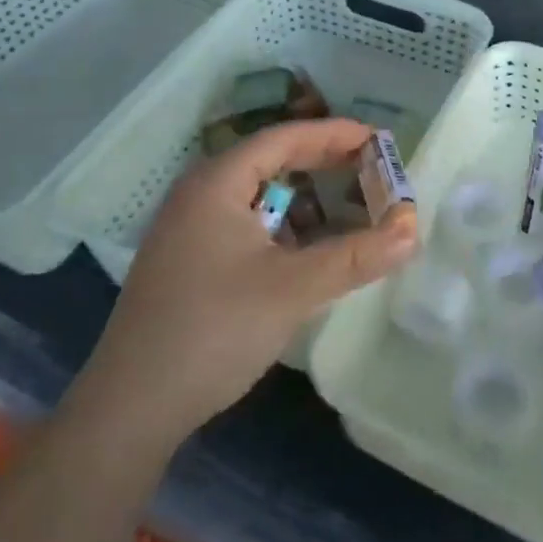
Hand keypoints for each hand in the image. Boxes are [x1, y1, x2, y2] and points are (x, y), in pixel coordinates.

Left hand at [84, 119, 417, 448]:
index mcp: (216, 182)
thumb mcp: (293, 289)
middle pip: (269, 160)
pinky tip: (305, 248)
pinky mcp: (187, 259)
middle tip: (370, 168)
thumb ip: (356, 256)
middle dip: (322, 162)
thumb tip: (412, 230)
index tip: (377, 141)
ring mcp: (187, 228)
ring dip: (303, 196)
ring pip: (257, 194)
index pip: (283, 137)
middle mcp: (198, 193)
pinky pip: (244, 222)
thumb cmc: (214, 330)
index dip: (334, 134)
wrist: (130, 407)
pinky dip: (282, 224)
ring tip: (346, 203)